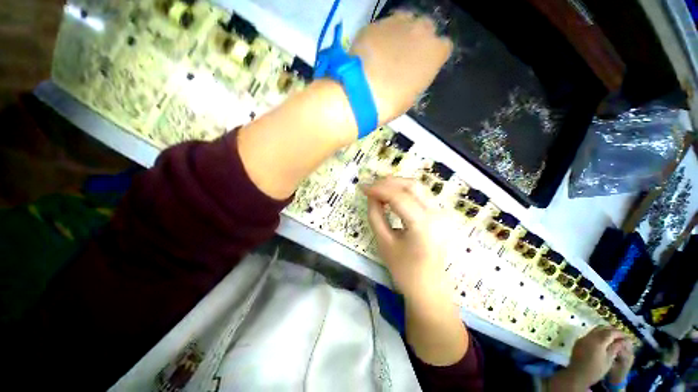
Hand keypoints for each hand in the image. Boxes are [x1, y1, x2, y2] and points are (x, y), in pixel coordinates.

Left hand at [350, 11, 452, 123]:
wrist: (362, 92)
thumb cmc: (391, 102)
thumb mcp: (412, 95)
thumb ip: (418, 77)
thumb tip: (413, 73)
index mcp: (435, 52)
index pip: (444, 47)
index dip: (434, 55)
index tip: (425, 65)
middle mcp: (421, 30)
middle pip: (426, 28)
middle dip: (419, 40)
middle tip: (405, 57)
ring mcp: (397, 23)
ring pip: (406, 21)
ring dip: (401, 33)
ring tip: (389, 51)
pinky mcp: (375, 23)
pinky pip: (383, 26)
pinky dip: (381, 36)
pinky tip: (372, 51)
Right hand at [361, 176, 451, 299]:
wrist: (429, 288)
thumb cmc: (404, 270)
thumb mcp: (384, 242)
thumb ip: (375, 215)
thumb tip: (371, 196)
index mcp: (423, 225)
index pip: (398, 197)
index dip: (378, 189)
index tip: (362, 187)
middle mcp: (436, 214)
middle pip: (411, 185)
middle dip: (388, 182)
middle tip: (370, 186)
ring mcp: (440, 213)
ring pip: (417, 187)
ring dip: (396, 184)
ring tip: (379, 189)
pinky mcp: (439, 215)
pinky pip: (420, 195)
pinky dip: (404, 191)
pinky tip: (391, 195)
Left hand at [549, 327, 630, 391]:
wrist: (577, 374)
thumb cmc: (595, 370)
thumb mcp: (608, 360)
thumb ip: (615, 348)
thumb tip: (622, 341)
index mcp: (598, 342)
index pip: (610, 333)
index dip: (618, 333)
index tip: (625, 335)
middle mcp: (589, 337)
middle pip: (601, 329)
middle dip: (611, 330)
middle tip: (619, 335)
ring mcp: (582, 338)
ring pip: (594, 330)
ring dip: (603, 331)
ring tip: (612, 337)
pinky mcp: (578, 341)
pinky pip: (589, 334)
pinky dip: (597, 334)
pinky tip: (602, 340)